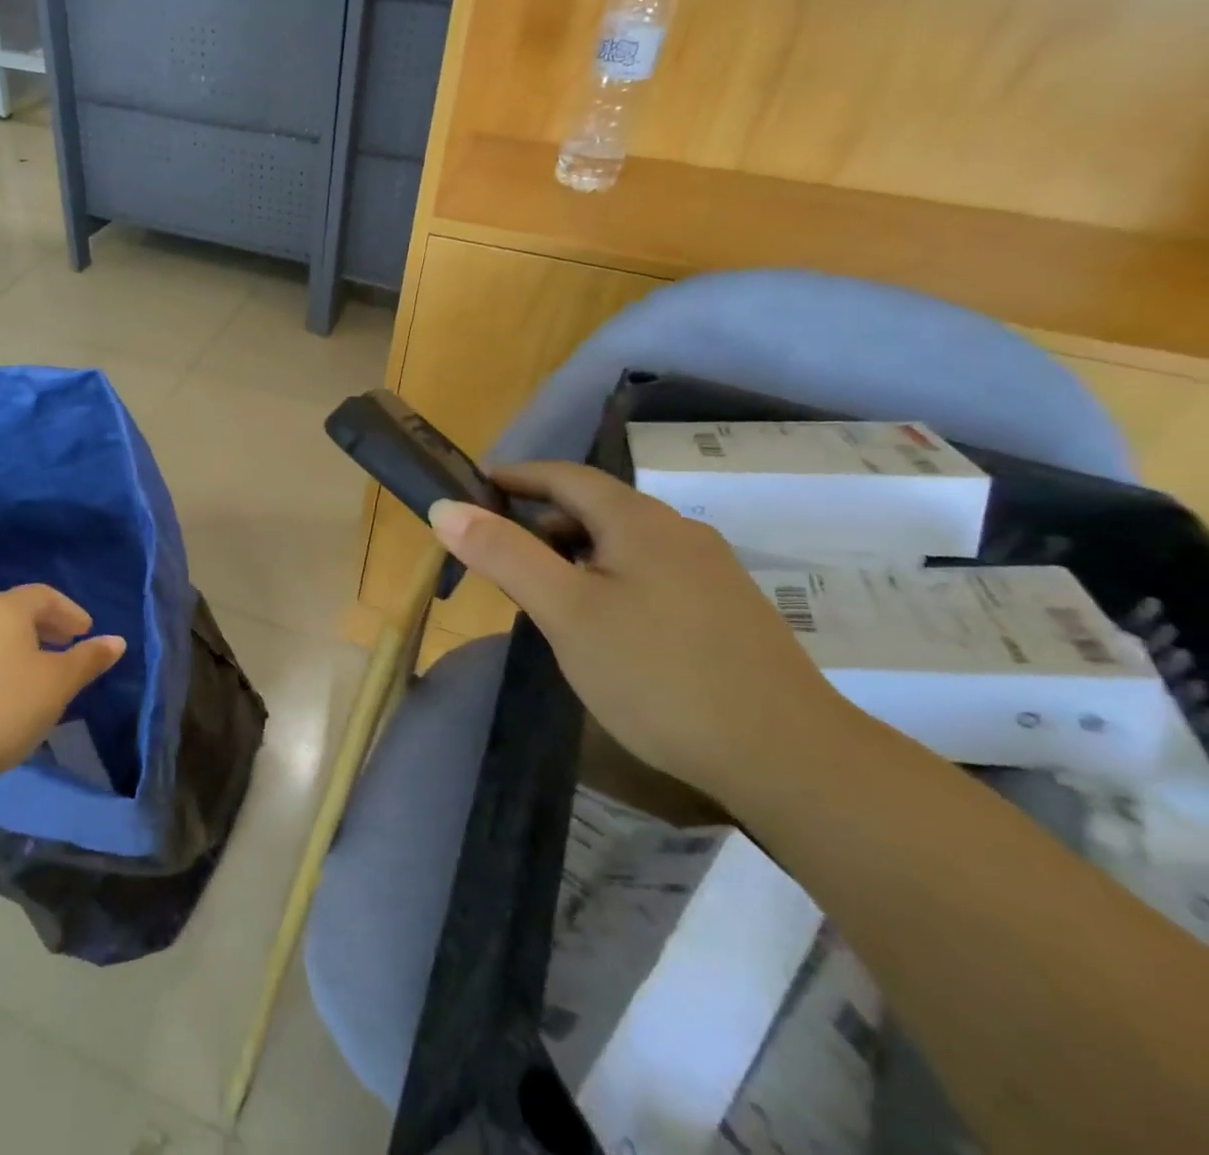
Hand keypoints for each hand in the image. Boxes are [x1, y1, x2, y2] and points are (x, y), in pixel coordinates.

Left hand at [0, 585, 125, 782]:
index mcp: (4, 609)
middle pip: (16, 611)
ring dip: (22, 645)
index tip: (86, 632)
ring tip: (40, 671)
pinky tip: (7, 692)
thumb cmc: (6, 707)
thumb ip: (89, 658)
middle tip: (68, 646)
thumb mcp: (58, 683)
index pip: (44, 595)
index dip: (70, 611)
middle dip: (47, 626)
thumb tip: (117, 641)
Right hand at [430, 462, 851, 802]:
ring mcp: (709, 570)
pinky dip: (608, 579)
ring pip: (623, 544)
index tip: (474, 488)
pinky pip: (649, 573)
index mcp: (637, 519)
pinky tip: (602, 627)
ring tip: (542, 596)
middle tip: (499, 557)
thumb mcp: (564, 611)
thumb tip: (444, 507)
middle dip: (540, 521)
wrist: (786, 755)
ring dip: (574, 554)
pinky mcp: (725, 609)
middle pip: (594, 508)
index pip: (564, 475)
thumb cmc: (656, 673)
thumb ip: (503, 554)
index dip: (516, 476)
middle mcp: (677, 531)